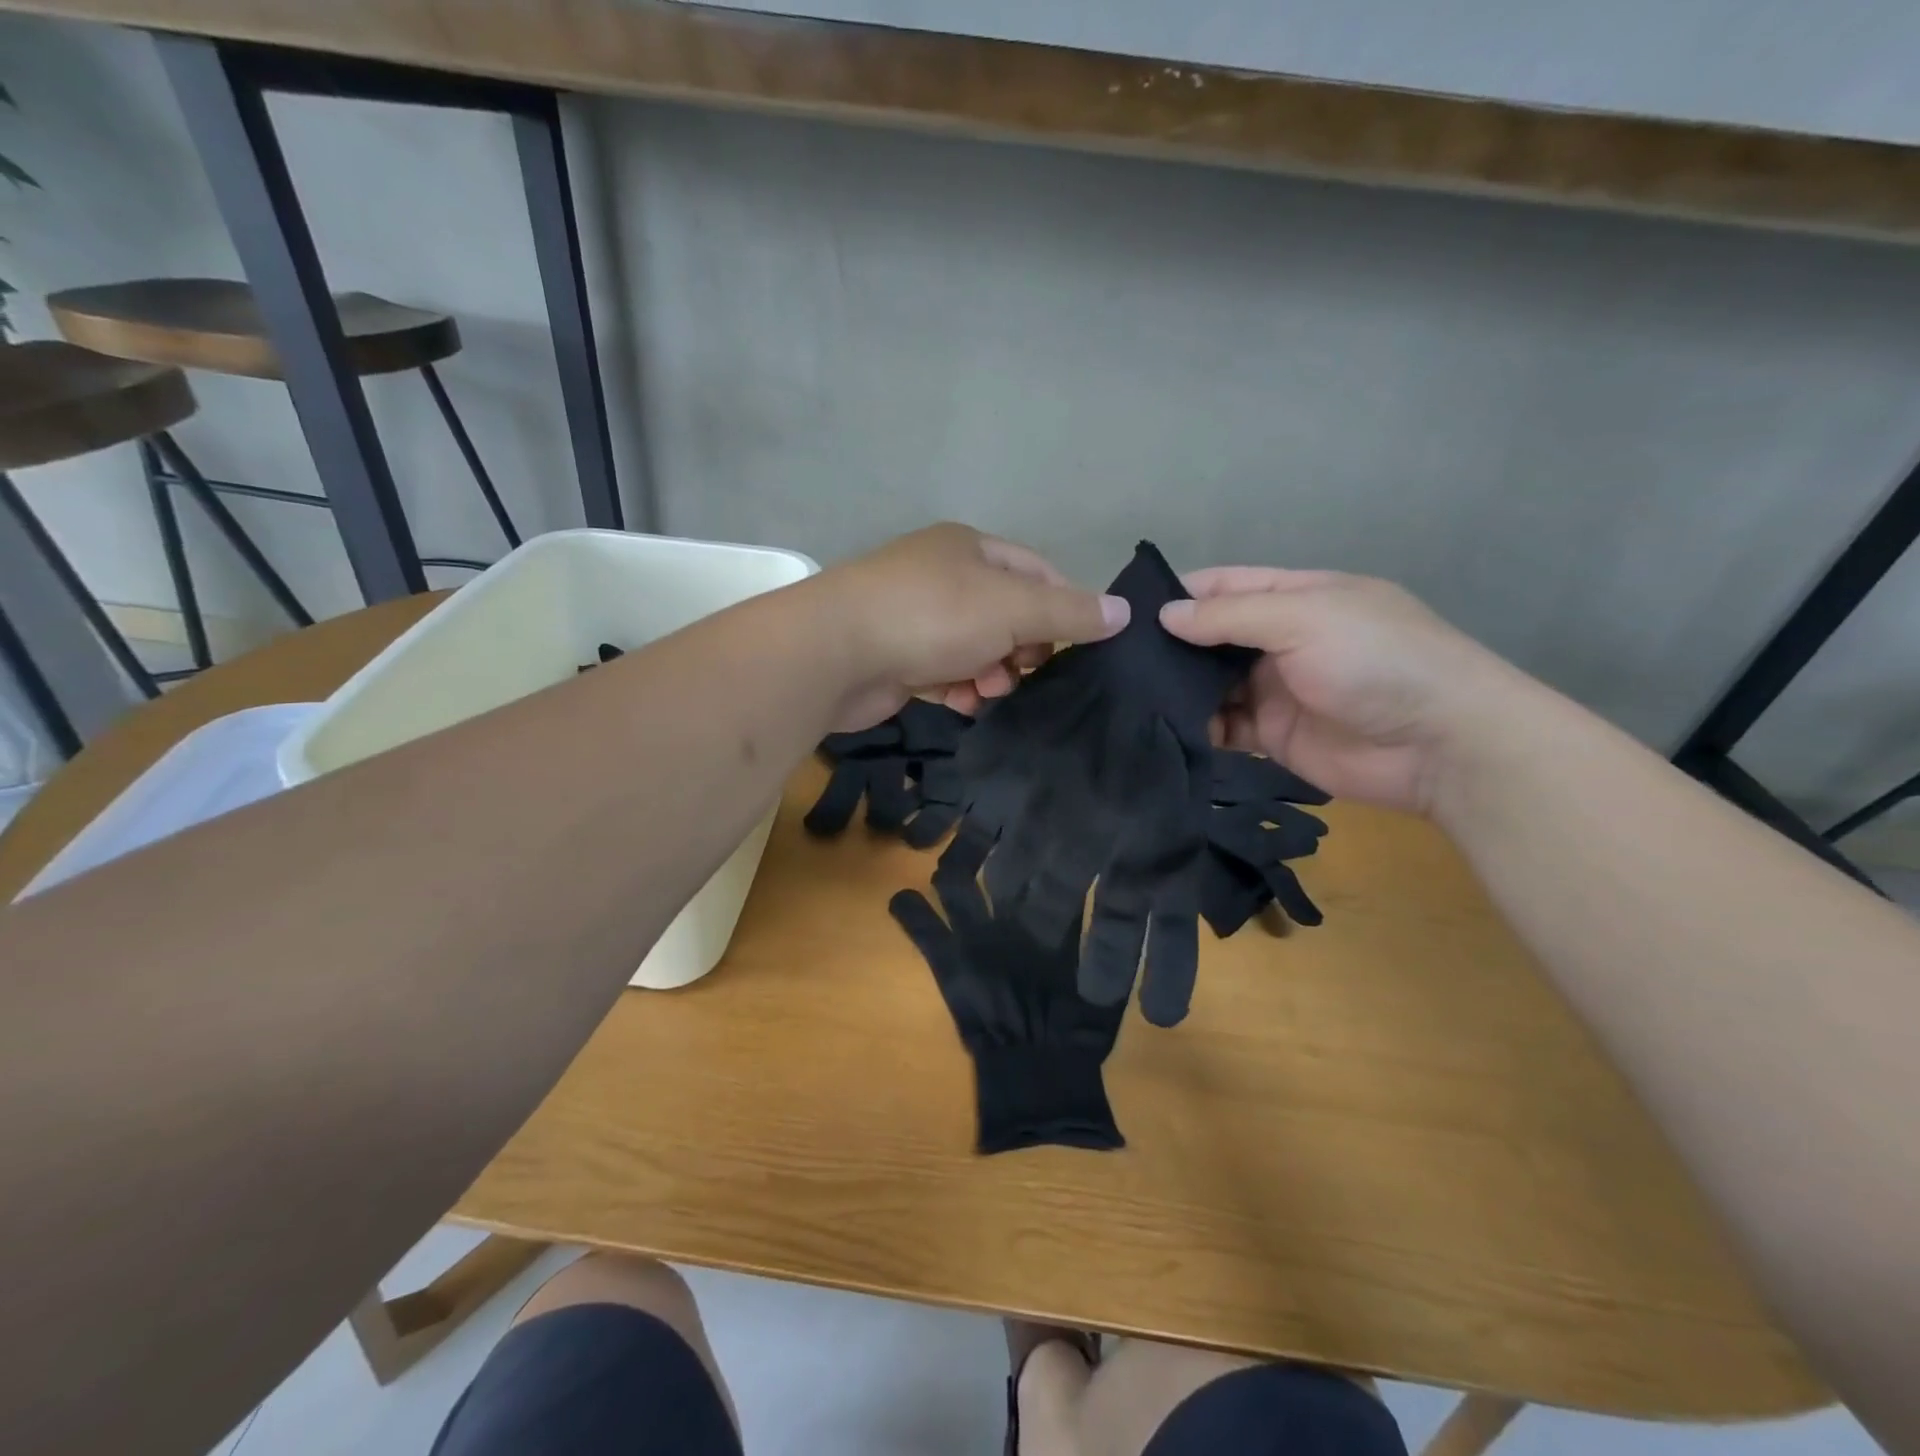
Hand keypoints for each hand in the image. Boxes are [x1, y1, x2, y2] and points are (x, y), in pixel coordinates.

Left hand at [820, 523, 1128, 728]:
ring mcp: (914, 618)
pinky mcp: (895, 658)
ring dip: (990, 673)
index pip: (1036, 571)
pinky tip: (960, 702)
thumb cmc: (931, 615)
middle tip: (1026, 672)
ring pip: (974, 648)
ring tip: (990, 692)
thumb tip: (1124, 612)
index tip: (1080, 645)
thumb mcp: (1011, 608)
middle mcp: (941, 576)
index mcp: (969, 548)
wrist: (835, 652)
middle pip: (1005, 613)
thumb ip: (1068, 613)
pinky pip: (942, 672)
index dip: (1064, 606)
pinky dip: (956, 688)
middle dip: (1022, 647)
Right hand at [1158, 568, 1527, 814]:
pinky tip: (1160, 726)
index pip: (1226, 585)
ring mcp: (1275, 688)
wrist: (1439, 744)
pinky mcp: (1271, 734)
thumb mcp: (1304, 618)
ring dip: (1177, 687)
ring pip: (1211, 682)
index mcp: (1297, 596)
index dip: (1179, 593)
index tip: (1127, 608)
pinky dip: (1195, 725)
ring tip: (1126, 693)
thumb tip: (1165, 615)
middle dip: (1169, 644)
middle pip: (1212, 636)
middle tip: (1115, 658)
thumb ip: (1230, 617)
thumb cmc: (1375, 659)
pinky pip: (1222, 725)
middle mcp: (1281, 639)